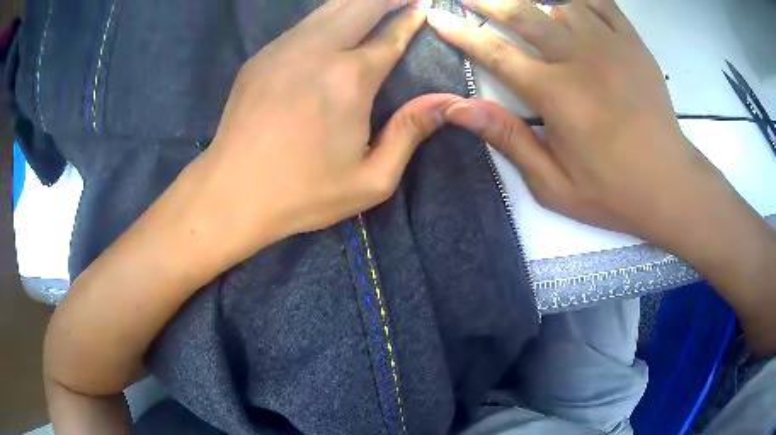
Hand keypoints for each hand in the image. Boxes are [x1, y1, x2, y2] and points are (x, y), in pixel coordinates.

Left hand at [186, 0, 453, 267]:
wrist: (232, 193)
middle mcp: (317, 51)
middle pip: (359, 6)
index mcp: (349, 79)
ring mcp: (283, 49)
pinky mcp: (261, 57)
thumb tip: (444, 102)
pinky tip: (337, 23)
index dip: (410, 18)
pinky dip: (328, 16)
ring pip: (328, 9)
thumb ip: (409, 134)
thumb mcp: (371, 179)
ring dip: (357, 3)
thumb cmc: (303, 192)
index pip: (389, 36)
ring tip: (377, 3)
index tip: (423, 6)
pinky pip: (303, 24)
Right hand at [426, 0, 727, 245]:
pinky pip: (602, 4)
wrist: (671, 186)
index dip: (460, 32)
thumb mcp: (553, 185)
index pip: (494, 52)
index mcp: (556, 94)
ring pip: (562, 3)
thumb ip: (508, 140)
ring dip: (537, 3)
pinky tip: (570, 5)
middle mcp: (579, 58)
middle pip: (523, 14)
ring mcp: (610, 46)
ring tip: (526, 10)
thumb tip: (459, 109)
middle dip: (489, 2)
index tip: (438, 17)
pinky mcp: (634, 45)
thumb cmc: (613, 191)